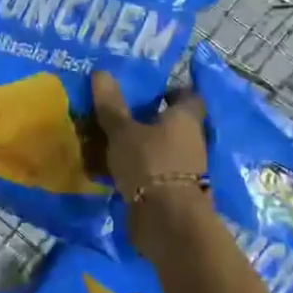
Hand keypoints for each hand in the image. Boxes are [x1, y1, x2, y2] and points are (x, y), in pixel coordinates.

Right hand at [90, 72, 213, 253]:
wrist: (167, 220)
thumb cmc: (150, 163)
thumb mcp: (123, 131)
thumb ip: (112, 105)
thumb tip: (101, 72)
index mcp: (185, 118)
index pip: (187, 96)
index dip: (169, 91)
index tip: (146, 91)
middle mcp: (191, 141)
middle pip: (171, 124)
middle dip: (147, 120)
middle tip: (117, 115)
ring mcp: (184, 169)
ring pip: (159, 150)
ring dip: (139, 147)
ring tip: (106, 142)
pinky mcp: (172, 192)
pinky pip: (151, 173)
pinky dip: (135, 171)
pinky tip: (110, 171)